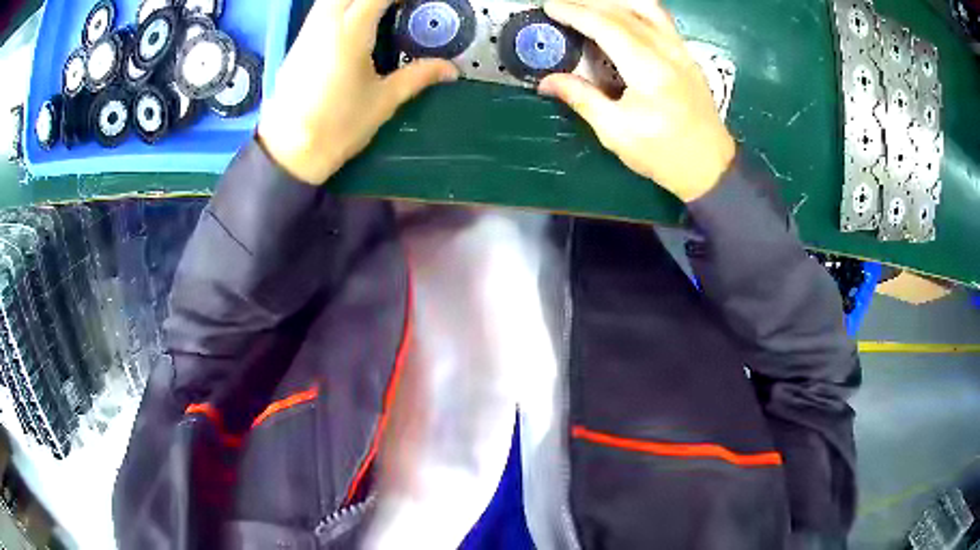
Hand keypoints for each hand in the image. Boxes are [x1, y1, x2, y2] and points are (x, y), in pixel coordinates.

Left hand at [257, 0, 458, 183]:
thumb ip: (418, 76)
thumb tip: (452, 69)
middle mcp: (325, 24)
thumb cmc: (337, 127)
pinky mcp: (297, 45)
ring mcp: (307, 33)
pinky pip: (321, 12)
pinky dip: (340, 7)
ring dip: (355, 0)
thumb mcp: (383, 101)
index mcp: (351, 32)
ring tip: (379, 11)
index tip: (415, 3)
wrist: (288, 152)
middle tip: (398, 6)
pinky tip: (354, 22)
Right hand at [538, 0, 735, 201]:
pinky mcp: (687, 55)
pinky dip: (636, 9)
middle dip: (589, 3)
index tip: (550, 7)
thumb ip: (582, 99)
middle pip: (624, 11)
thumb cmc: (663, 154)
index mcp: (648, 70)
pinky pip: (660, 18)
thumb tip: (547, 81)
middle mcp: (667, 51)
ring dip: (615, 1)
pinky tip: (621, 13)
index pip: (607, 26)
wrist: (710, 167)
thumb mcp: (616, 133)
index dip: (575, 13)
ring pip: (647, 7)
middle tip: (563, 4)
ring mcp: (681, 50)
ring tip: (590, 5)